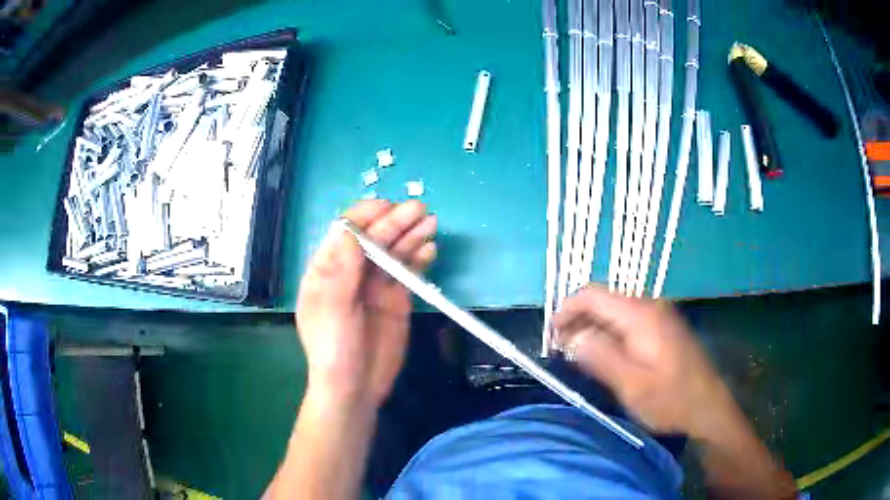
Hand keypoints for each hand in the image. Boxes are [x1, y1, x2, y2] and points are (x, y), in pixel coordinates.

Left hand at [296, 200, 436, 408]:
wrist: (356, 389)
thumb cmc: (334, 349)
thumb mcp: (332, 310)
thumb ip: (341, 270)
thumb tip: (350, 229)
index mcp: (328, 269)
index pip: (346, 233)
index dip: (365, 217)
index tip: (388, 208)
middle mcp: (351, 271)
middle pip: (374, 239)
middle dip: (395, 222)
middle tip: (420, 211)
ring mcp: (375, 285)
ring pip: (393, 252)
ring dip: (411, 236)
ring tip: (431, 224)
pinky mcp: (396, 300)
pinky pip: (408, 273)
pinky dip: (419, 260)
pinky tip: (430, 250)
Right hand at [553, 286, 731, 437]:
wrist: (708, 406)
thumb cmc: (671, 399)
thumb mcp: (632, 385)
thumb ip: (600, 357)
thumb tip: (572, 338)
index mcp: (641, 315)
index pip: (592, 295)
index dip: (566, 310)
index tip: (550, 336)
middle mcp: (649, 306)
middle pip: (602, 301)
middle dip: (577, 321)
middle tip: (560, 351)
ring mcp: (658, 316)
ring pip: (614, 312)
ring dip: (591, 329)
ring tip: (576, 356)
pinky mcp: (662, 328)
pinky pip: (627, 322)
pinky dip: (608, 334)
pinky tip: (603, 356)